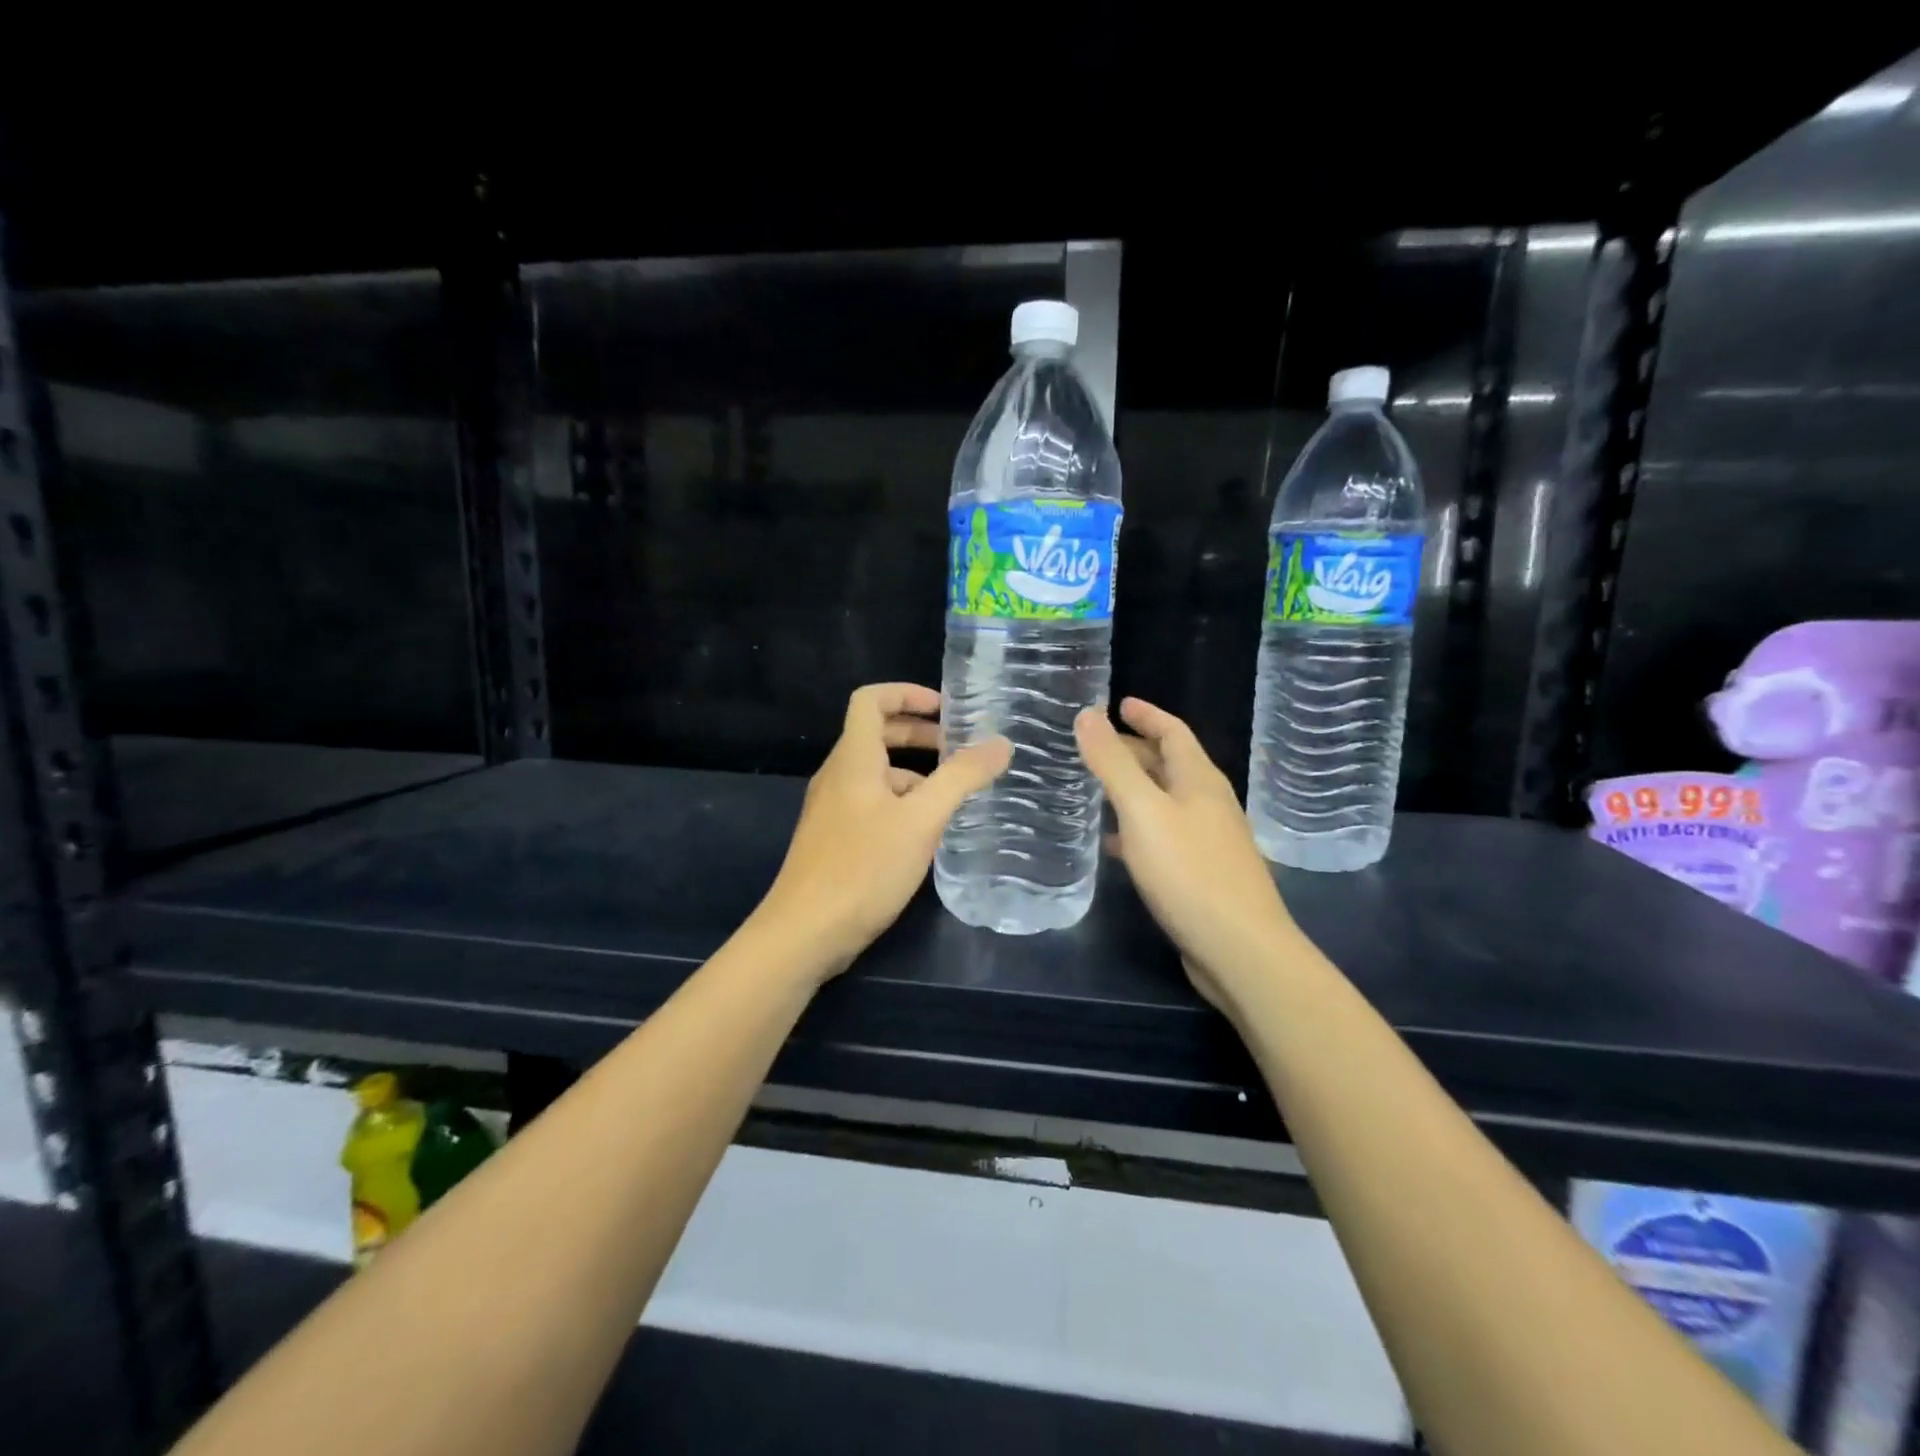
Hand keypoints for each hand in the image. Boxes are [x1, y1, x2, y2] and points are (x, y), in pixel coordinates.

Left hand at [758, 683, 1011, 974]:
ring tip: (953, 795)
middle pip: (876, 735)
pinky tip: (926, 833)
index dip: (906, 693)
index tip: (945, 709)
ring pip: (876, 773)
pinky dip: (901, 802)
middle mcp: (838, 775)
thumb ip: (962, 778)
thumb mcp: (922, 820)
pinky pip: (870, 803)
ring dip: (914, 773)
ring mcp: (832, 809)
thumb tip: (1001, 743)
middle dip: (919, 735)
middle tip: (960, 750)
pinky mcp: (834, 839)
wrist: (805, 933)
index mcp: (854, 759)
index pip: (871, 700)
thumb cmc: (863, 867)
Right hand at [1075, 698, 1300, 1014]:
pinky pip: (1163, 835)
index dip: (1146, 715)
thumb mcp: (1143, 811)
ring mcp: (1208, 839)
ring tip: (1094, 788)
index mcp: (1199, 780)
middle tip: (1094, 747)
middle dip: (1134, 750)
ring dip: (1133, 789)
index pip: (1173, 732)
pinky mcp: (1201, 872)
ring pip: (1165, 801)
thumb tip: (1088, 714)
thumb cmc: (1189, 871)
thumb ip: (1113, 763)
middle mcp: (1208, 803)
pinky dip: (1137, 828)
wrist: (1239, 948)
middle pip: (1169, 764)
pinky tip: (1113, 843)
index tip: (1118, 703)